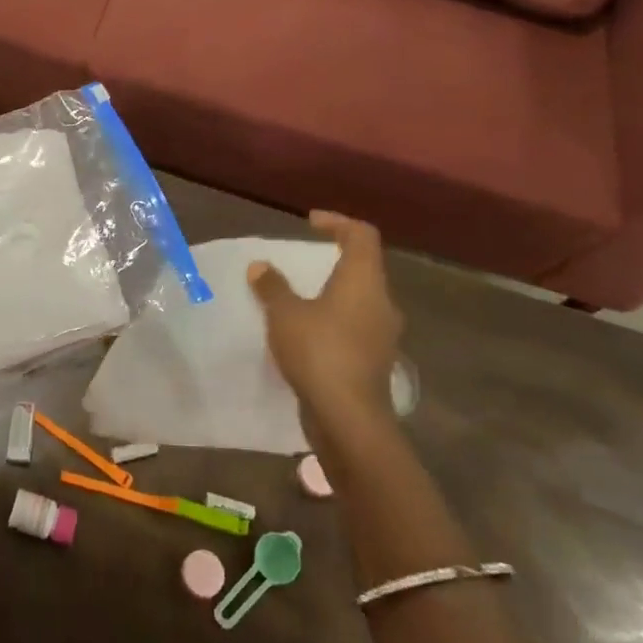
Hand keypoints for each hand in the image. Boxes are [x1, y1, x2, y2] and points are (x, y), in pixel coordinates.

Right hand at [248, 212, 403, 444]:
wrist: (349, 419)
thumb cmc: (319, 352)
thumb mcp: (284, 314)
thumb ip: (273, 287)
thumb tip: (261, 266)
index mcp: (364, 281)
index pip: (362, 235)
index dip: (338, 222)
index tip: (310, 223)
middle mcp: (380, 302)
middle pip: (363, 267)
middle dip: (332, 260)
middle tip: (302, 261)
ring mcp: (381, 334)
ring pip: (359, 300)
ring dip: (331, 293)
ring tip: (298, 297)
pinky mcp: (374, 361)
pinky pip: (354, 327)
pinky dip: (332, 320)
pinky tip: (306, 333)